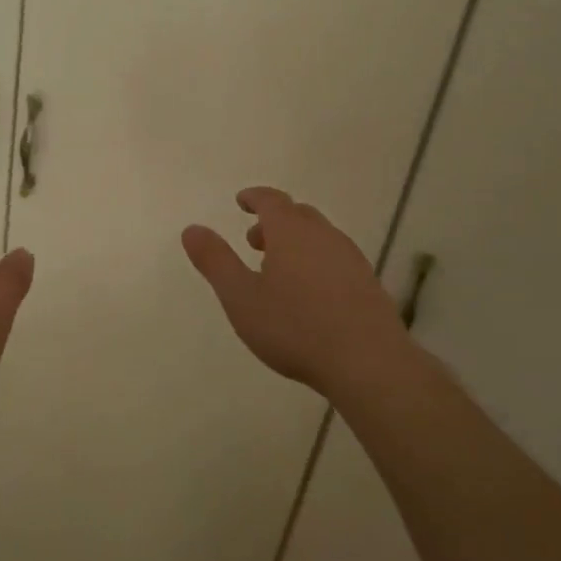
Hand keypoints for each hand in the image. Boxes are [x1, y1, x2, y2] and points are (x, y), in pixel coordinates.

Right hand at [182, 187, 411, 401]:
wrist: (368, 362)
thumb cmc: (295, 327)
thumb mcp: (241, 297)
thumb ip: (215, 261)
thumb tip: (192, 229)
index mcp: (291, 232)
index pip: (271, 200)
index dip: (254, 197)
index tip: (241, 201)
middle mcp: (324, 236)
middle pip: (298, 215)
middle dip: (273, 221)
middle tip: (254, 241)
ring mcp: (350, 259)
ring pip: (319, 236)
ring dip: (295, 242)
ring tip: (277, 270)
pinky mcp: (368, 284)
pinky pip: (335, 258)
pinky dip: (315, 261)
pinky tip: (309, 294)